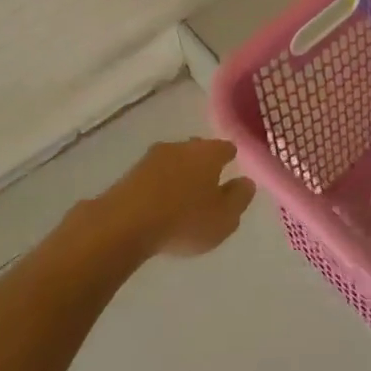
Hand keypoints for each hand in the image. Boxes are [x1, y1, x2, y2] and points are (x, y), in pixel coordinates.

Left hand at [91, 138, 255, 258]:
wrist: (124, 224)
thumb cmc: (184, 220)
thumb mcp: (224, 218)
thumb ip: (239, 198)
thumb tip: (246, 182)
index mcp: (208, 152)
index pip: (226, 147)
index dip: (231, 158)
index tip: (234, 169)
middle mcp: (181, 146)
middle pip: (198, 150)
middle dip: (204, 163)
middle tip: (210, 183)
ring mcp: (152, 157)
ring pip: (174, 160)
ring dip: (180, 173)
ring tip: (184, 195)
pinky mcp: (130, 172)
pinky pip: (155, 175)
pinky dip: (161, 184)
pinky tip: (161, 202)